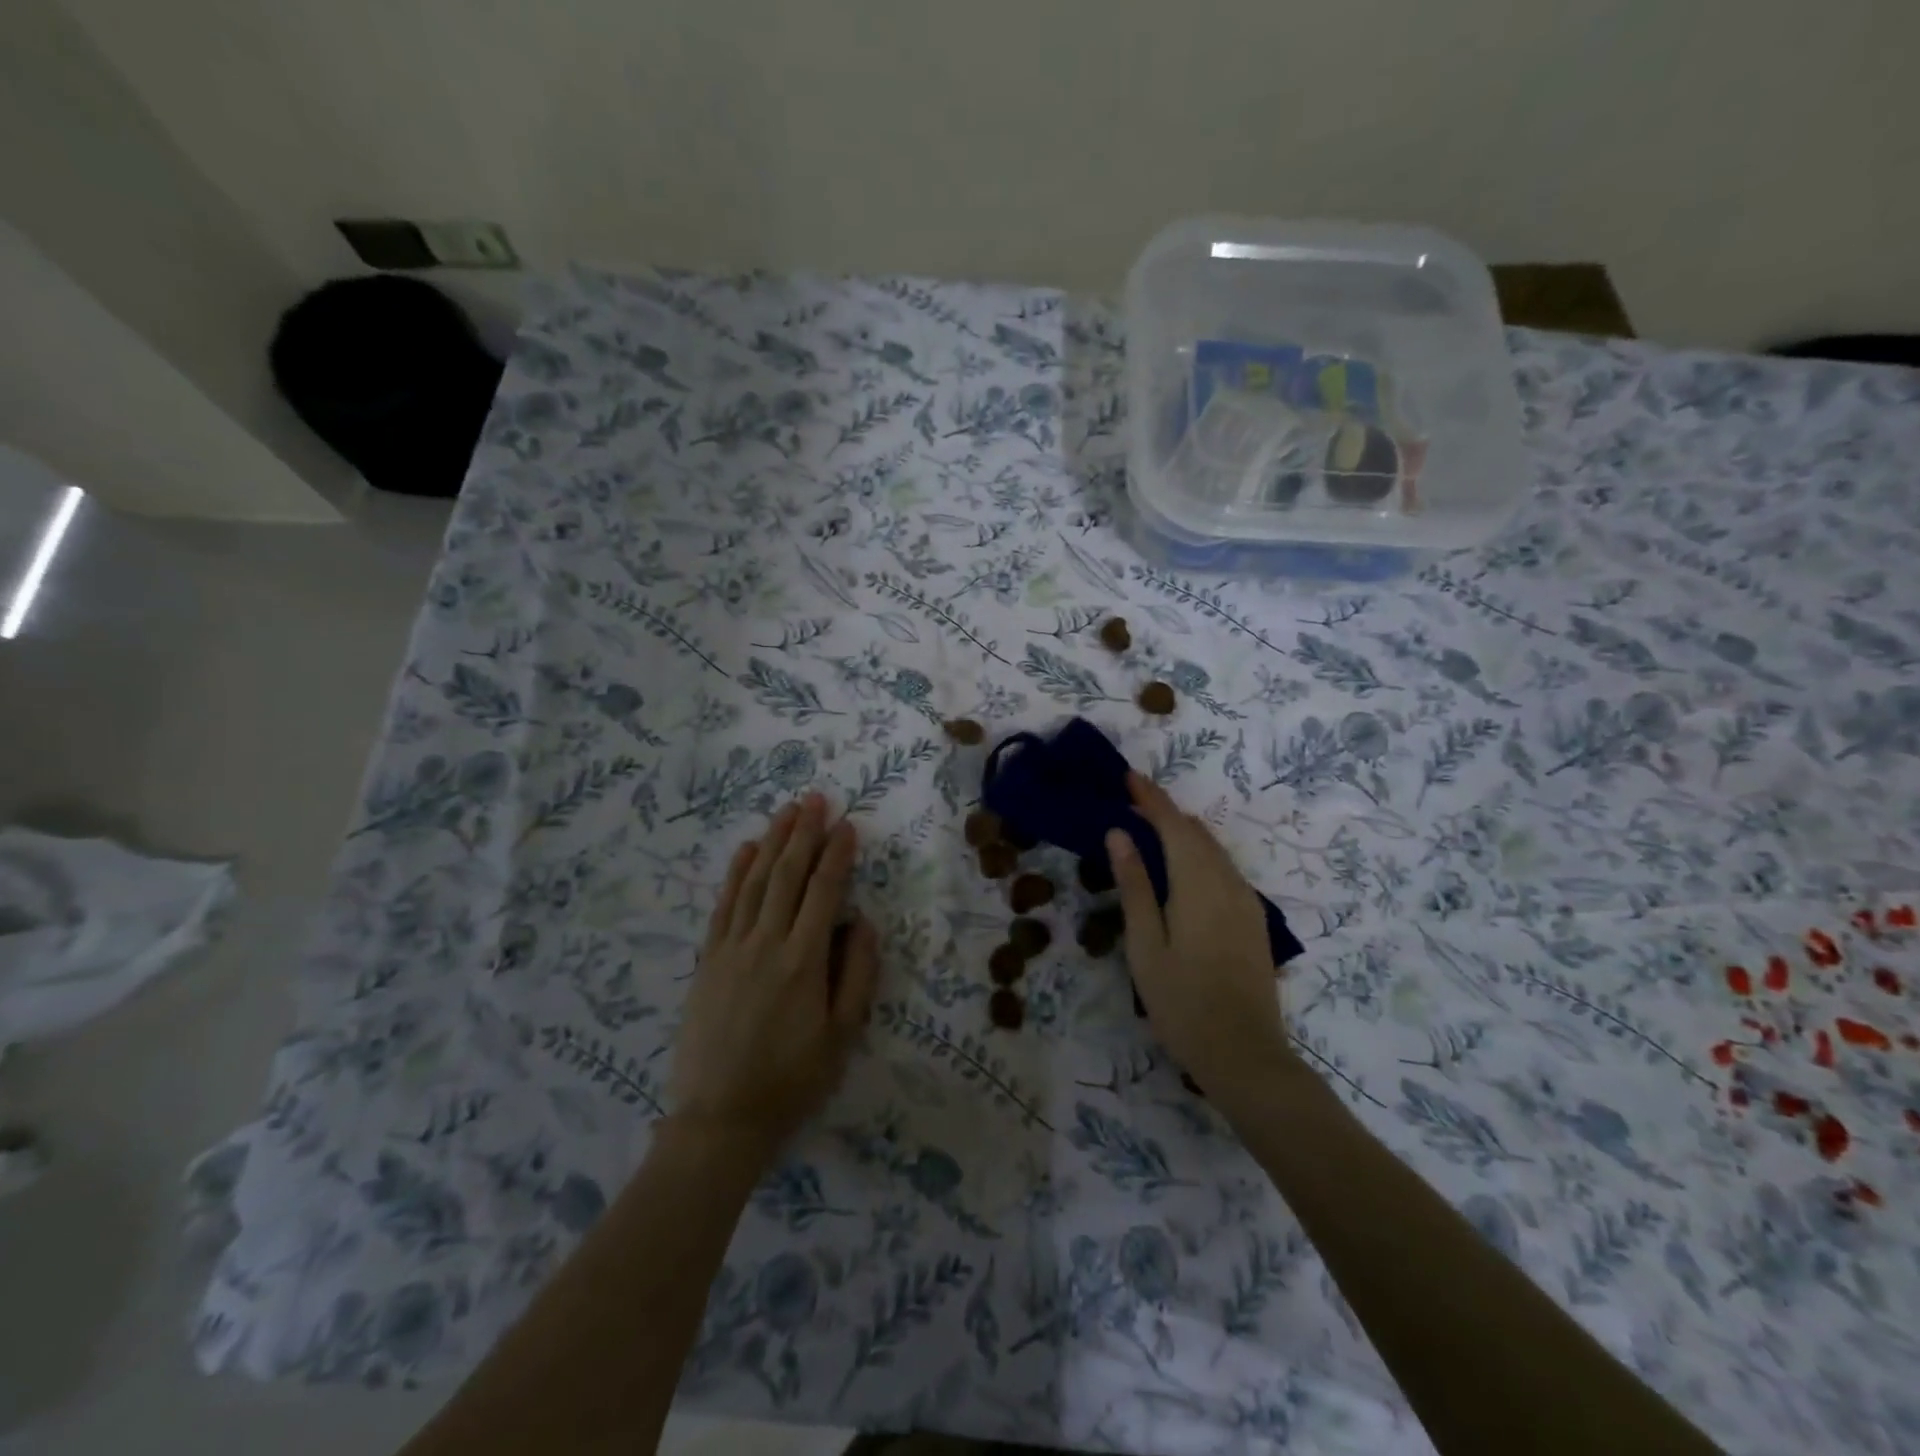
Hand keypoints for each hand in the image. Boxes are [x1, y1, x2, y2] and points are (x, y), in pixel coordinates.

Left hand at [670, 793, 878, 1159]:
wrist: (721, 1119)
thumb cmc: (792, 1080)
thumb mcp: (842, 1035)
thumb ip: (857, 972)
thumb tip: (862, 919)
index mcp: (804, 961)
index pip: (824, 891)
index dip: (837, 855)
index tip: (848, 825)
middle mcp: (766, 943)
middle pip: (787, 875)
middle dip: (804, 833)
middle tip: (816, 799)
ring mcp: (731, 949)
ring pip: (755, 882)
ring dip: (773, 842)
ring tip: (787, 811)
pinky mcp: (708, 960)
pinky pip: (723, 905)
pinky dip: (736, 873)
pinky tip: (747, 849)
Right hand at [1107, 772, 1296, 1111]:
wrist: (1245, 1054)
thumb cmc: (1182, 1001)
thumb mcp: (1145, 944)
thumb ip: (1134, 885)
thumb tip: (1119, 833)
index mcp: (1197, 884)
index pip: (1172, 825)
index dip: (1150, 798)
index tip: (1129, 777)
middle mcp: (1227, 882)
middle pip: (1195, 833)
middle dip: (1165, 811)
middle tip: (1132, 801)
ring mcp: (1246, 901)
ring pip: (1213, 850)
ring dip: (1183, 832)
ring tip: (1152, 826)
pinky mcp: (1254, 920)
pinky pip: (1224, 869)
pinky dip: (1200, 853)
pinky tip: (1185, 865)